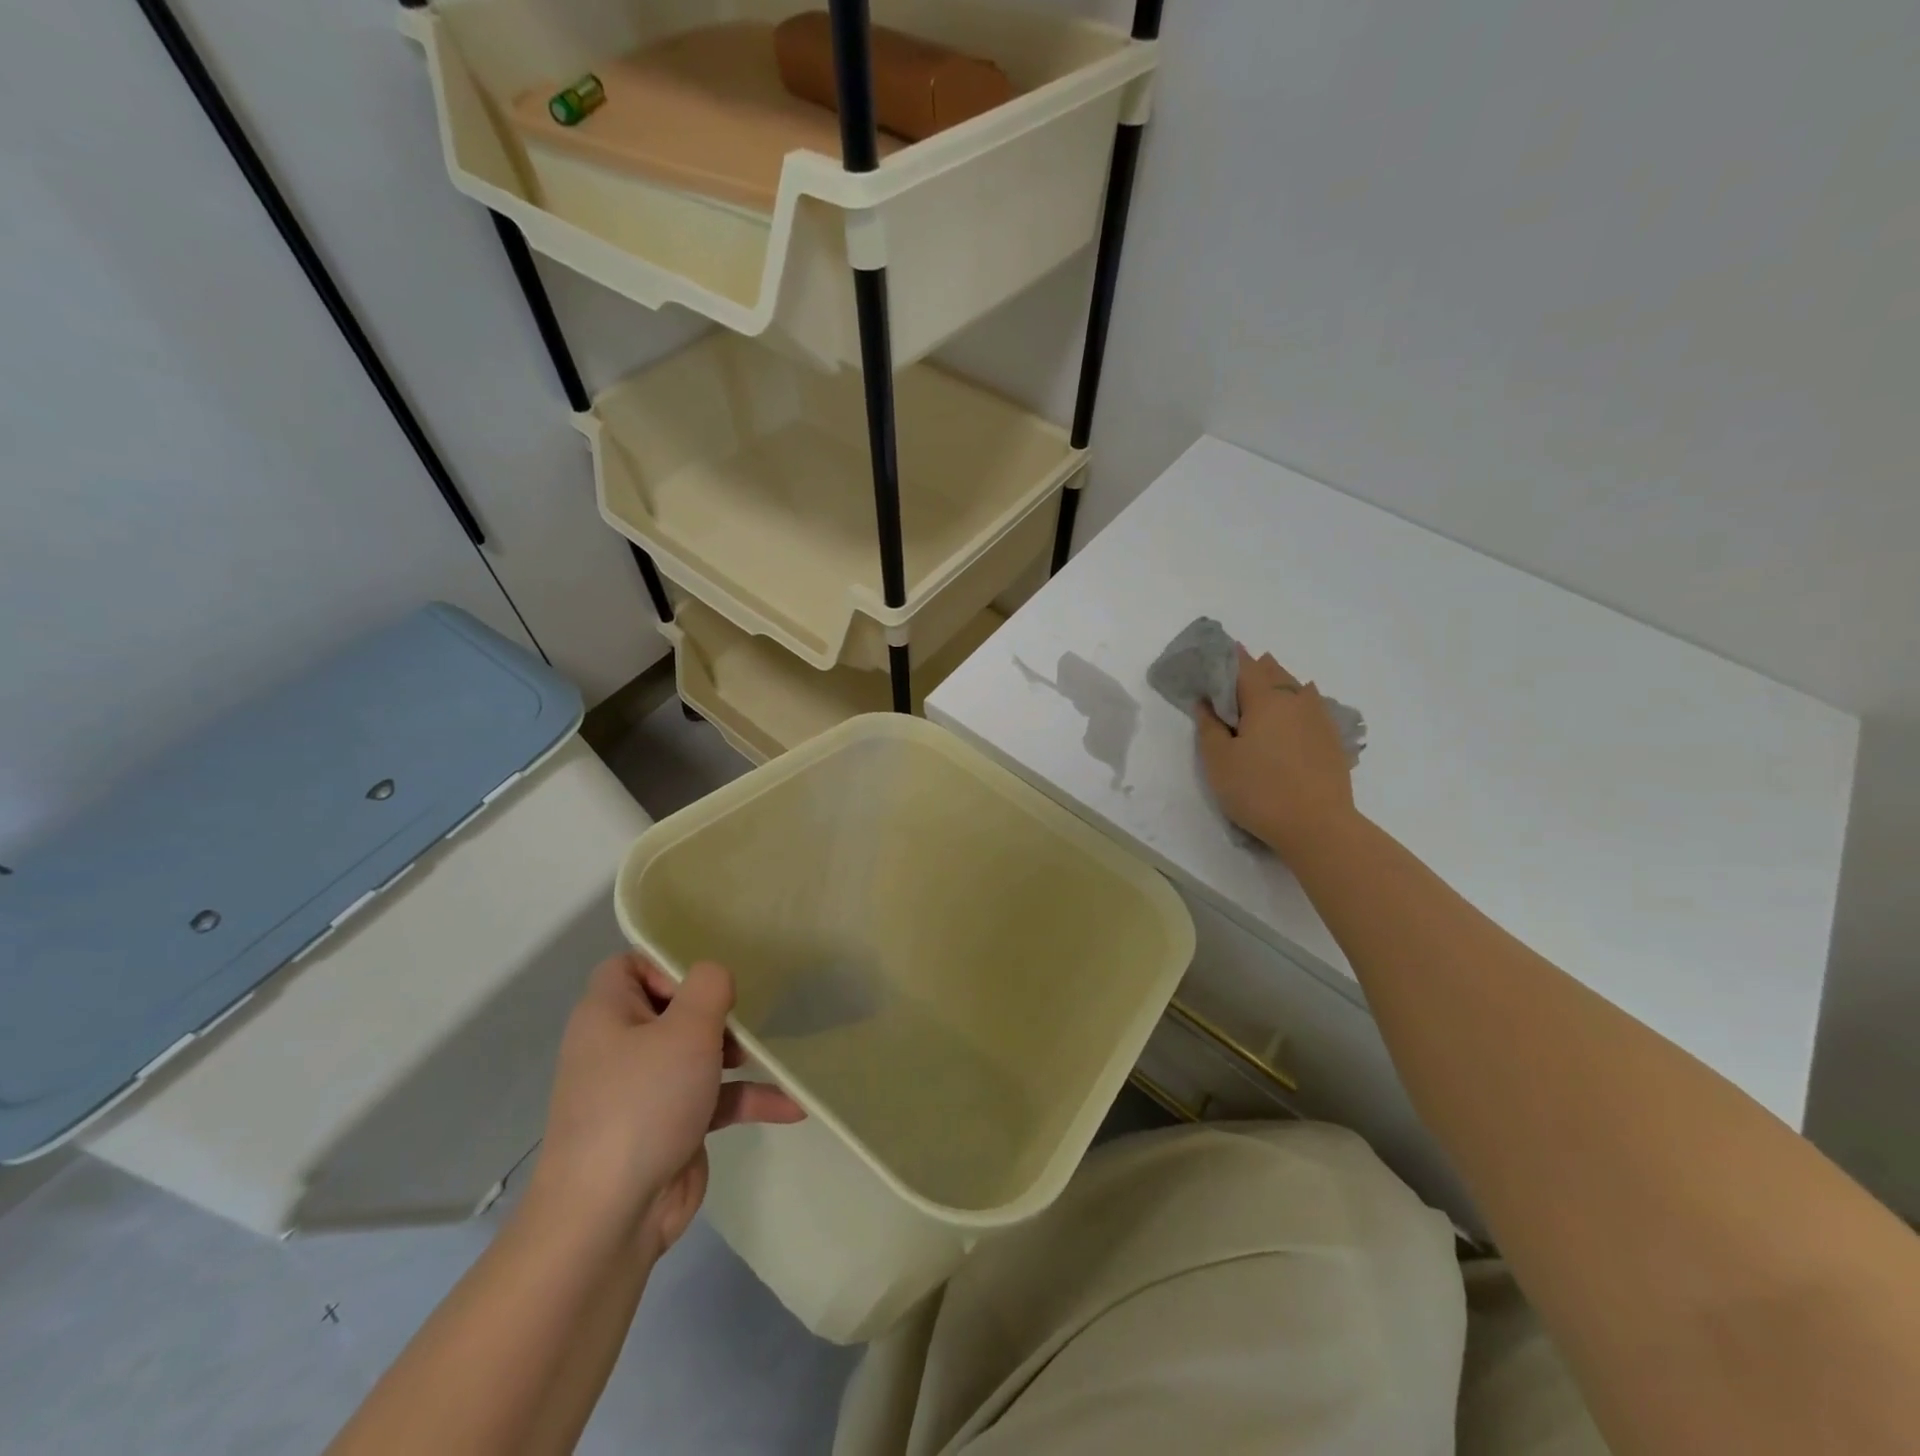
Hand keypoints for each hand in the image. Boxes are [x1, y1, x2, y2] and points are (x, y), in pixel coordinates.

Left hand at [532, 953, 803, 1255]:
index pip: (630, 966)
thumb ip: (709, 987)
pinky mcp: (669, 1127)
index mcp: (608, 1015)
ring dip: (736, 1053)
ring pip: (696, 1053)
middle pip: (671, 1007)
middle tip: (740, 1019)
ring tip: (765, 1055)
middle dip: (714, 1011)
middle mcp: (621, 1047)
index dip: (667, 965)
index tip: (705, 985)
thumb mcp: (685, 1029)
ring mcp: (644, 1091)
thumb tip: (714, 977)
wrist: (610, 1218)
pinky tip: (791, 1106)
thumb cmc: (644, 1103)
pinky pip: (712, 1099)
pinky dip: (746, 1099)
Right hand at [1195, 646, 1357, 863]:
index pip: (1243, 666)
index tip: (1212, 659)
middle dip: (1252, 670)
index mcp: (1265, 699)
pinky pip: (1311, 708)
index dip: (1226, 659)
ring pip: (1296, 688)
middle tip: (1233, 678)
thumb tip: (1205, 702)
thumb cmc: (1258, 790)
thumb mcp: (1218, 761)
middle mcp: (1296, 699)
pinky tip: (1294, 714)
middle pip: (1272, 672)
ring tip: (1262, 692)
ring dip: (1277, 684)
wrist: (1317, 826)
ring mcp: (1319, 718)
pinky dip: (1297, 704)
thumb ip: (1209, 726)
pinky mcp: (1332, 739)